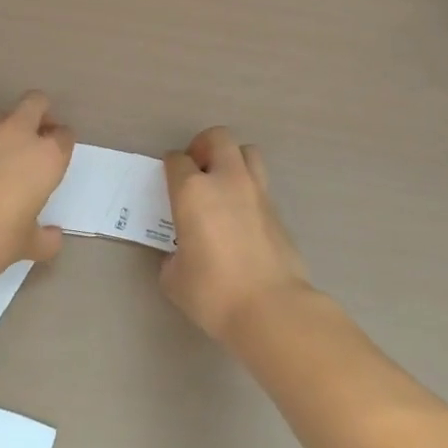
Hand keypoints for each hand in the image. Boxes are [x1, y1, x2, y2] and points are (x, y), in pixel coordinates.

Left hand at [0, 92, 74, 285]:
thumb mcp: (26, 244)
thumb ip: (44, 238)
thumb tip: (52, 237)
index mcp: (45, 157)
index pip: (64, 135)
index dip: (61, 144)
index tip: (57, 159)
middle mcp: (17, 136)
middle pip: (35, 103)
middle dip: (40, 114)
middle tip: (37, 141)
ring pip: (4, 118)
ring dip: (9, 132)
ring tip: (6, 164)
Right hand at [161, 127, 311, 345]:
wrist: (271, 309)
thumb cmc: (213, 293)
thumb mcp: (174, 278)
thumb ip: (172, 257)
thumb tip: (181, 254)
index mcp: (193, 191)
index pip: (177, 160)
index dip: (170, 167)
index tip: (169, 180)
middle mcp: (226, 180)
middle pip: (217, 138)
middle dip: (203, 146)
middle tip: (196, 171)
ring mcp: (257, 192)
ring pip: (247, 152)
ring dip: (232, 159)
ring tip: (223, 185)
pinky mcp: (278, 210)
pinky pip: (261, 184)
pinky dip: (248, 190)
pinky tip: (241, 218)